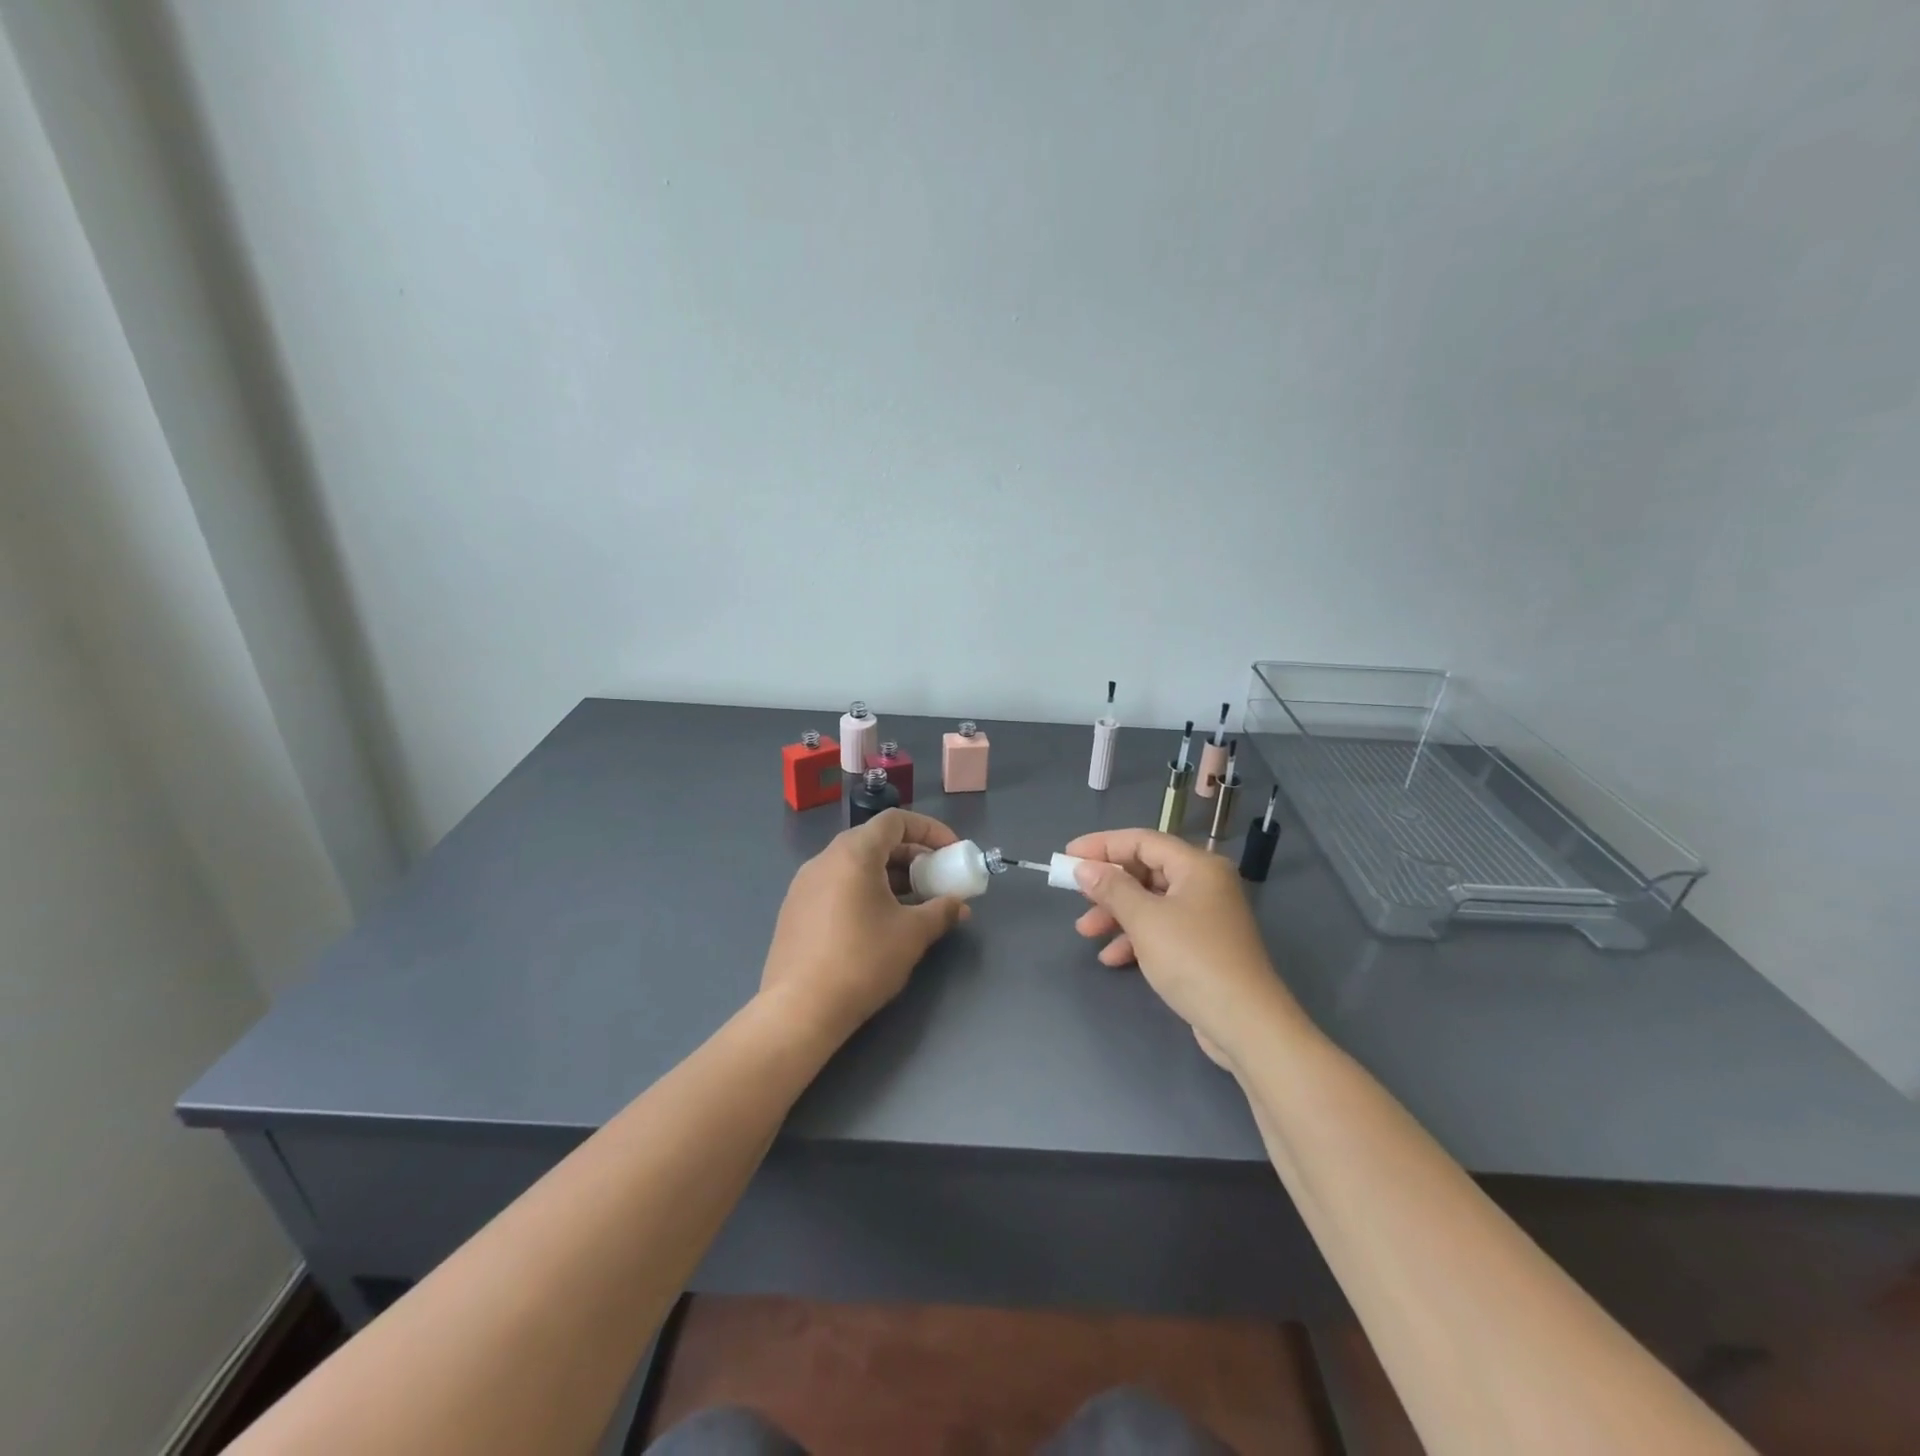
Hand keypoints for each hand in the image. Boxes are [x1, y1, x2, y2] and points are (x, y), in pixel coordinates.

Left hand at [760, 809, 970, 1046]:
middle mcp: (824, 859)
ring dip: (890, 877)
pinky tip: (880, 924)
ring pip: (856, 866)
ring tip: (914, 906)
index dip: (929, 830)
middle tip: (936, 881)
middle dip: (912, 857)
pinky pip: (838, 886)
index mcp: (853, 853)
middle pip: (875, 842)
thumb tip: (959, 905)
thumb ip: (942, 911)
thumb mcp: (912, 934)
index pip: (895, 821)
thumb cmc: (862, 961)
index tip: (951, 852)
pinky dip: (865, 892)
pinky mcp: (795, 910)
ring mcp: (804, 885)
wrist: (799, 1009)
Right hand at [1064, 827, 1302, 1066]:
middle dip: (1108, 885)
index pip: (1142, 841)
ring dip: (1116, 914)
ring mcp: (1205, 916)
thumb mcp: (1145, 920)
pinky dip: (1135, 938)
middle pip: (1146, 871)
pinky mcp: (1203, 945)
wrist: (1245, 1023)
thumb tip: (1085, 868)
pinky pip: (1161, 928)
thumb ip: (1112, 889)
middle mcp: (1204, 884)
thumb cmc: (1193, 959)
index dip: (1102, 845)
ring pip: (1150, 902)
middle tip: (1076, 896)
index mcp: (1197, 866)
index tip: (1068, 856)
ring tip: (1085, 932)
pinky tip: (1112, 958)